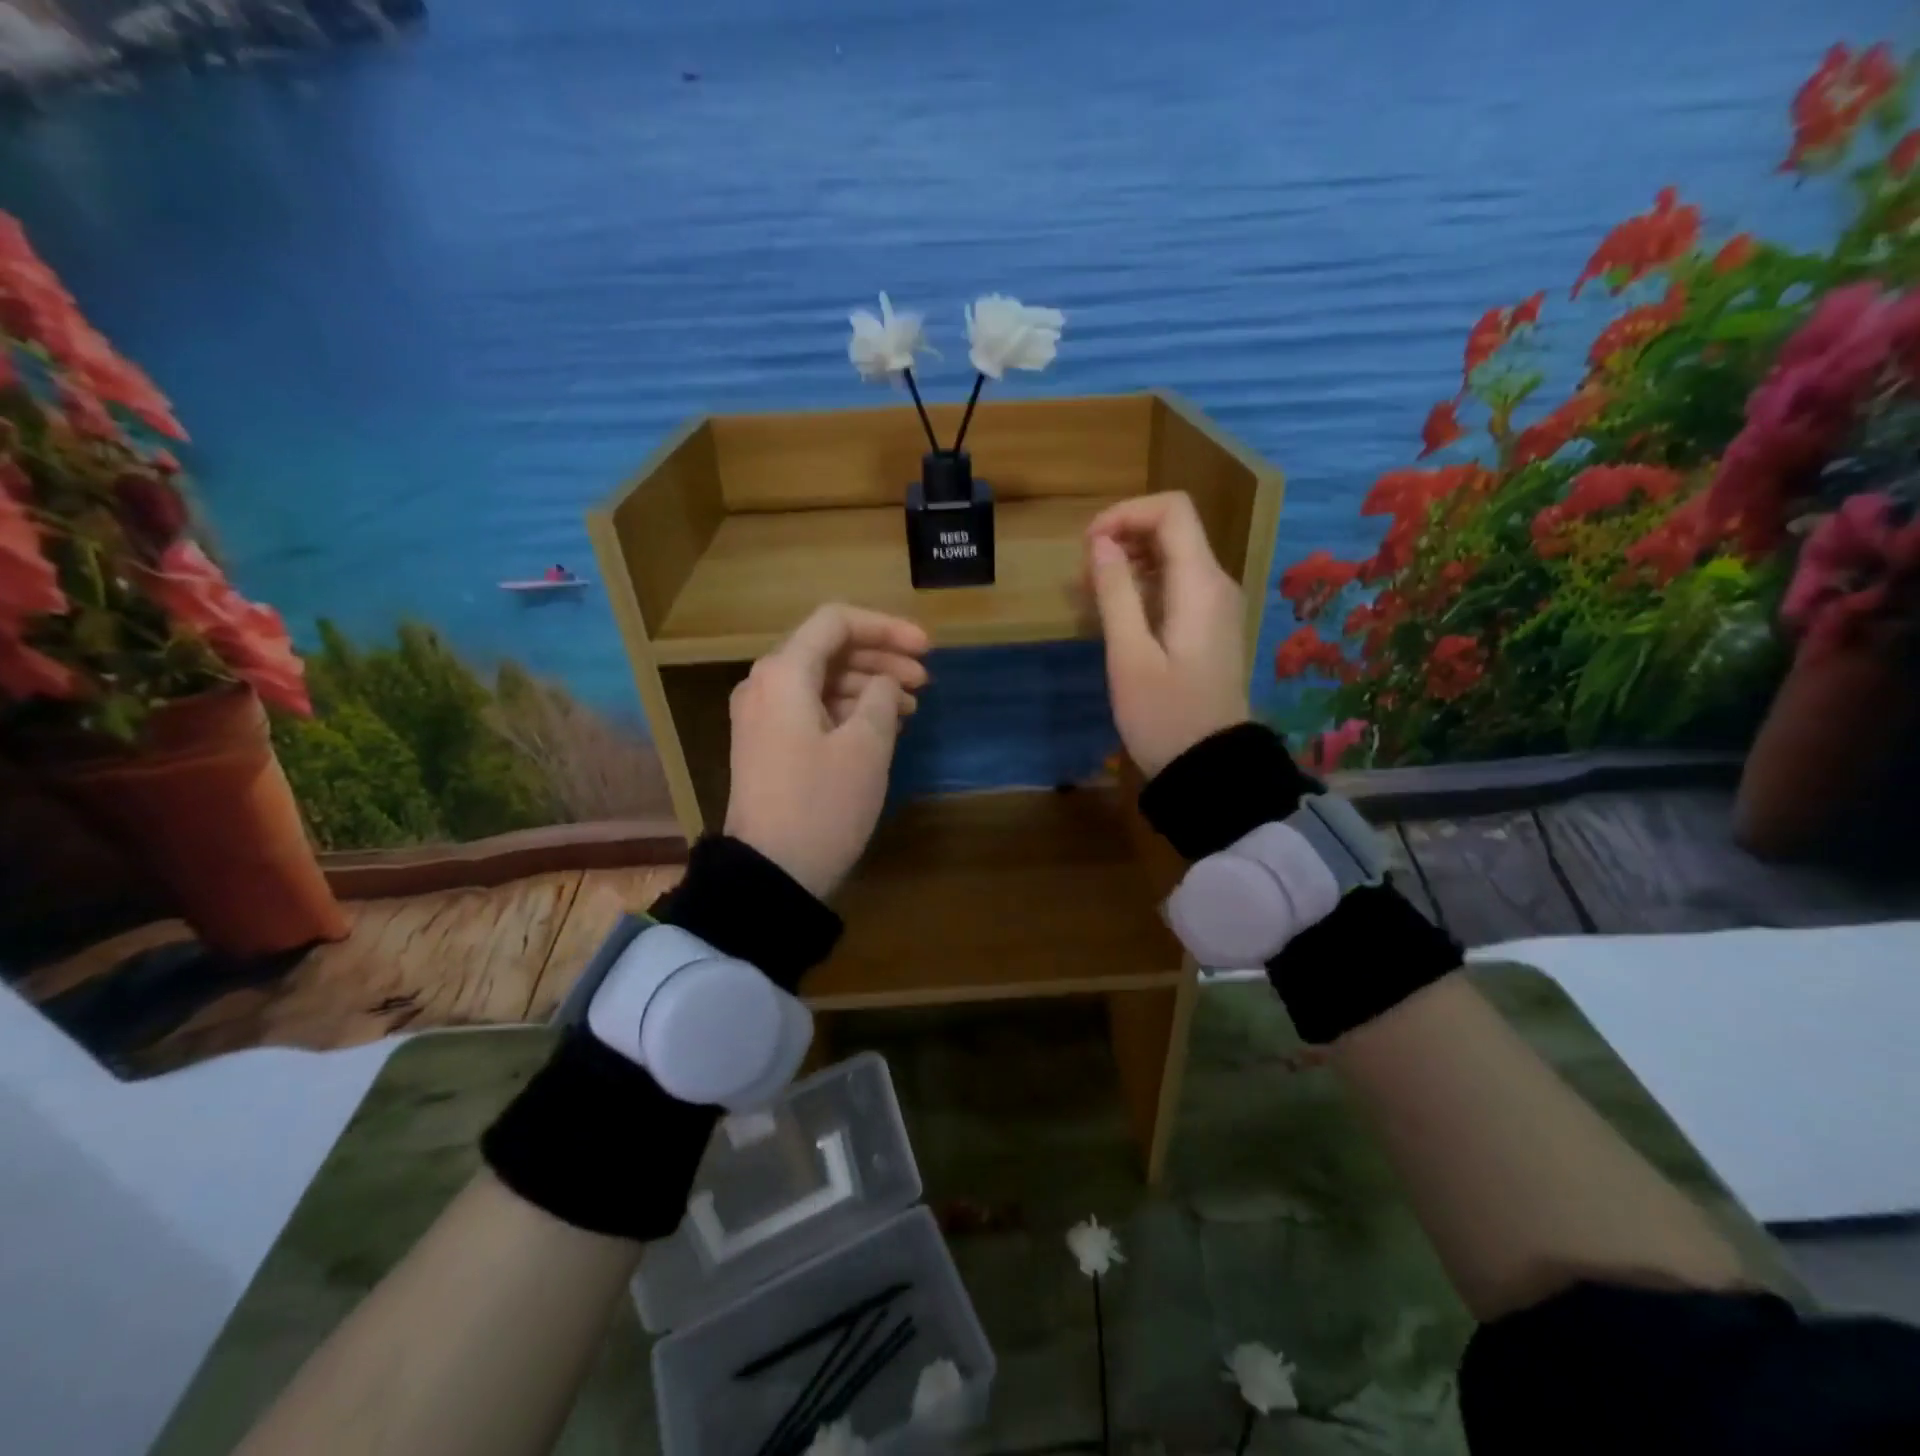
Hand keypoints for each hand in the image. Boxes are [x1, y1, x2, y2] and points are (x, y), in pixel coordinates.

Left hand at [725, 604, 930, 899]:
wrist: (770, 874)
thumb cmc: (822, 805)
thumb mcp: (866, 747)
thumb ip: (882, 698)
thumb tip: (883, 683)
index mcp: (784, 673)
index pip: (837, 622)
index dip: (887, 628)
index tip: (927, 650)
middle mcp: (765, 685)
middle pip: (829, 650)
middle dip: (881, 658)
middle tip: (925, 681)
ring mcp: (762, 717)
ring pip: (822, 681)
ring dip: (868, 686)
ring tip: (910, 709)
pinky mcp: (767, 746)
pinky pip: (811, 709)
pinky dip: (848, 711)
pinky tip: (882, 728)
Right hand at [1086, 491, 1250, 777]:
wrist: (1211, 768)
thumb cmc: (1165, 716)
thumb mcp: (1130, 656)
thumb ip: (1116, 593)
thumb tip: (1101, 542)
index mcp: (1200, 584)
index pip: (1172, 510)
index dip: (1126, 514)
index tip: (1089, 545)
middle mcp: (1216, 584)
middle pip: (1174, 529)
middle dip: (1125, 537)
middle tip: (1085, 576)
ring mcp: (1217, 606)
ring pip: (1174, 557)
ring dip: (1131, 562)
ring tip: (1093, 594)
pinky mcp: (1209, 627)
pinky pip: (1177, 585)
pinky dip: (1144, 585)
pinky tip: (1118, 614)